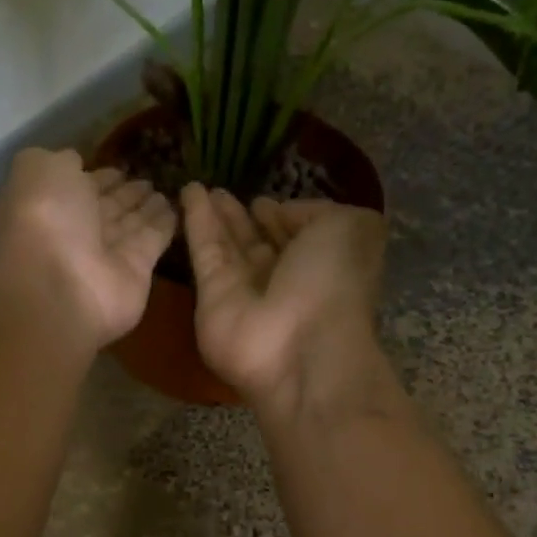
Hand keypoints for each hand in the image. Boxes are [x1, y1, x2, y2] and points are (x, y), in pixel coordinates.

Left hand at [0, 148, 175, 349]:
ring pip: (131, 224)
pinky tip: (178, 205)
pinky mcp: (137, 271)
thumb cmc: (46, 220)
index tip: (120, 167)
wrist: (62, 286)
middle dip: (125, 193)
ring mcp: (107, 255)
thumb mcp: (39, 170)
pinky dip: (165, 224)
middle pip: (107, 208)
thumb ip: (58, 161)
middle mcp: (78, 232)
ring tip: (165, 188)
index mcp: (51, 207)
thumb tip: (76, 160)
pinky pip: (153, 241)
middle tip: (149, 178)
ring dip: (147, 207)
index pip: (80, 188)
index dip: (99, 177)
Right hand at [180, 185, 386, 412]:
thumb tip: (278, 214)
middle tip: (220, 191)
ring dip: (215, 217)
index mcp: (322, 265)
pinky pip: (205, 253)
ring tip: (198, 187)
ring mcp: (246, 293)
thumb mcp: (348, 227)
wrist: (300, 349)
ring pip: (227, 247)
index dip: (280, 217)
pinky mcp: (211, 300)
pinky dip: (196, 223)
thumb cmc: (334, 284)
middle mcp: (284, 281)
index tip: (262, 200)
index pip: (297, 237)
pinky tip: (188, 193)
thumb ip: (315, 212)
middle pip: (257, 244)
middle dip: (241, 219)